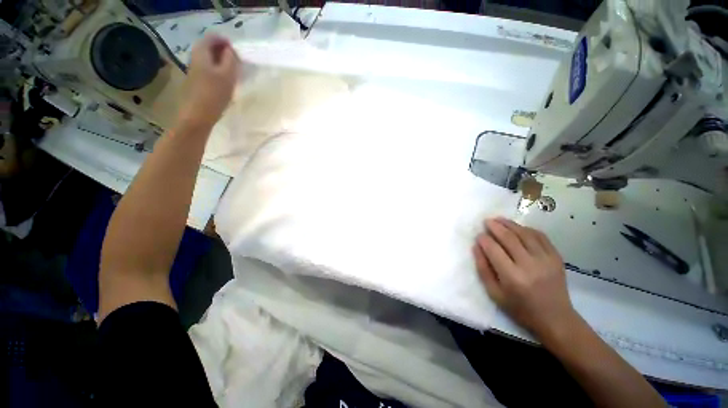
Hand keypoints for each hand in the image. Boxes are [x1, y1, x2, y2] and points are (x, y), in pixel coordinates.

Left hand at [177, 35, 239, 129]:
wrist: (197, 116)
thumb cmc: (213, 95)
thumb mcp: (227, 75)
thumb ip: (230, 60)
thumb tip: (230, 50)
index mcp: (201, 54)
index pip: (211, 38)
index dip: (224, 41)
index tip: (236, 50)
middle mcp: (195, 59)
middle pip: (208, 48)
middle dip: (222, 50)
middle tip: (236, 60)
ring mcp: (194, 72)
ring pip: (208, 60)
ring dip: (220, 61)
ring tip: (233, 70)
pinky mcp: (196, 83)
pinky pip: (208, 70)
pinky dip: (217, 70)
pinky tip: (225, 81)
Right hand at [473, 218, 578, 340]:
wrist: (555, 318)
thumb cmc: (520, 308)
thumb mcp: (494, 293)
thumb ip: (483, 269)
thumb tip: (476, 247)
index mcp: (512, 277)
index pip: (494, 250)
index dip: (484, 239)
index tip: (478, 235)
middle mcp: (530, 265)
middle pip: (509, 238)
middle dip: (495, 227)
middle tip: (486, 221)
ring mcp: (546, 260)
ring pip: (525, 234)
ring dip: (510, 224)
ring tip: (499, 219)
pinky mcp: (556, 257)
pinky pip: (541, 236)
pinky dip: (527, 229)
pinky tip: (518, 227)